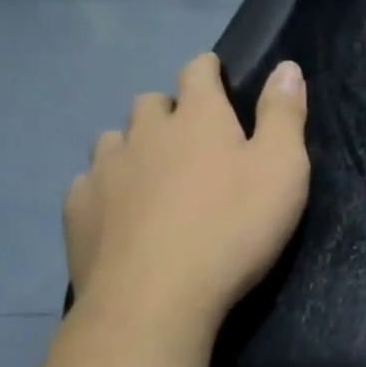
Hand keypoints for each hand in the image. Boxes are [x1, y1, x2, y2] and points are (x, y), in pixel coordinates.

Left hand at [64, 54, 308, 342]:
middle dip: (170, 112)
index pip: (198, 71)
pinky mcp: (78, 208)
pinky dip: (106, 188)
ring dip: (134, 147)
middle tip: (191, 141)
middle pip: (152, 103)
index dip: (209, 70)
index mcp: (198, 117)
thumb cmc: (233, 229)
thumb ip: (284, 114)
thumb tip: (287, 66)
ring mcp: (105, 169)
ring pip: (115, 140)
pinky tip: (118, 213)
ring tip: (151, 176)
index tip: (217, 78)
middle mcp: (145, 131)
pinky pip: (90, 182)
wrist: (155, 300)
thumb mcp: (282, 170)